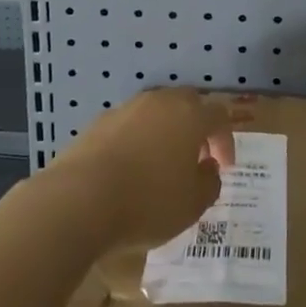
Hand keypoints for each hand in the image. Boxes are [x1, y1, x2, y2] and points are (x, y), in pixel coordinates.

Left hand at [49, 89, 235, 249]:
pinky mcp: (99, 122)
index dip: (226, 140)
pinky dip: (137, 141)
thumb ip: (209, 183)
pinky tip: (130, 170)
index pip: (219, 116)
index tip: (224, 167)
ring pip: (156, 112)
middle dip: (196, 129)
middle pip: (187, 104)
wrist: (80, 199)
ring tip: (161, 166)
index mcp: (190, 115)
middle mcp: (161, 101)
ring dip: (165, 133)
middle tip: (195, 159)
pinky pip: (129, 126)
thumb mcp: (192, 205)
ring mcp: (128, 108)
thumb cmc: (147, 202)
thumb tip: (209, 167)